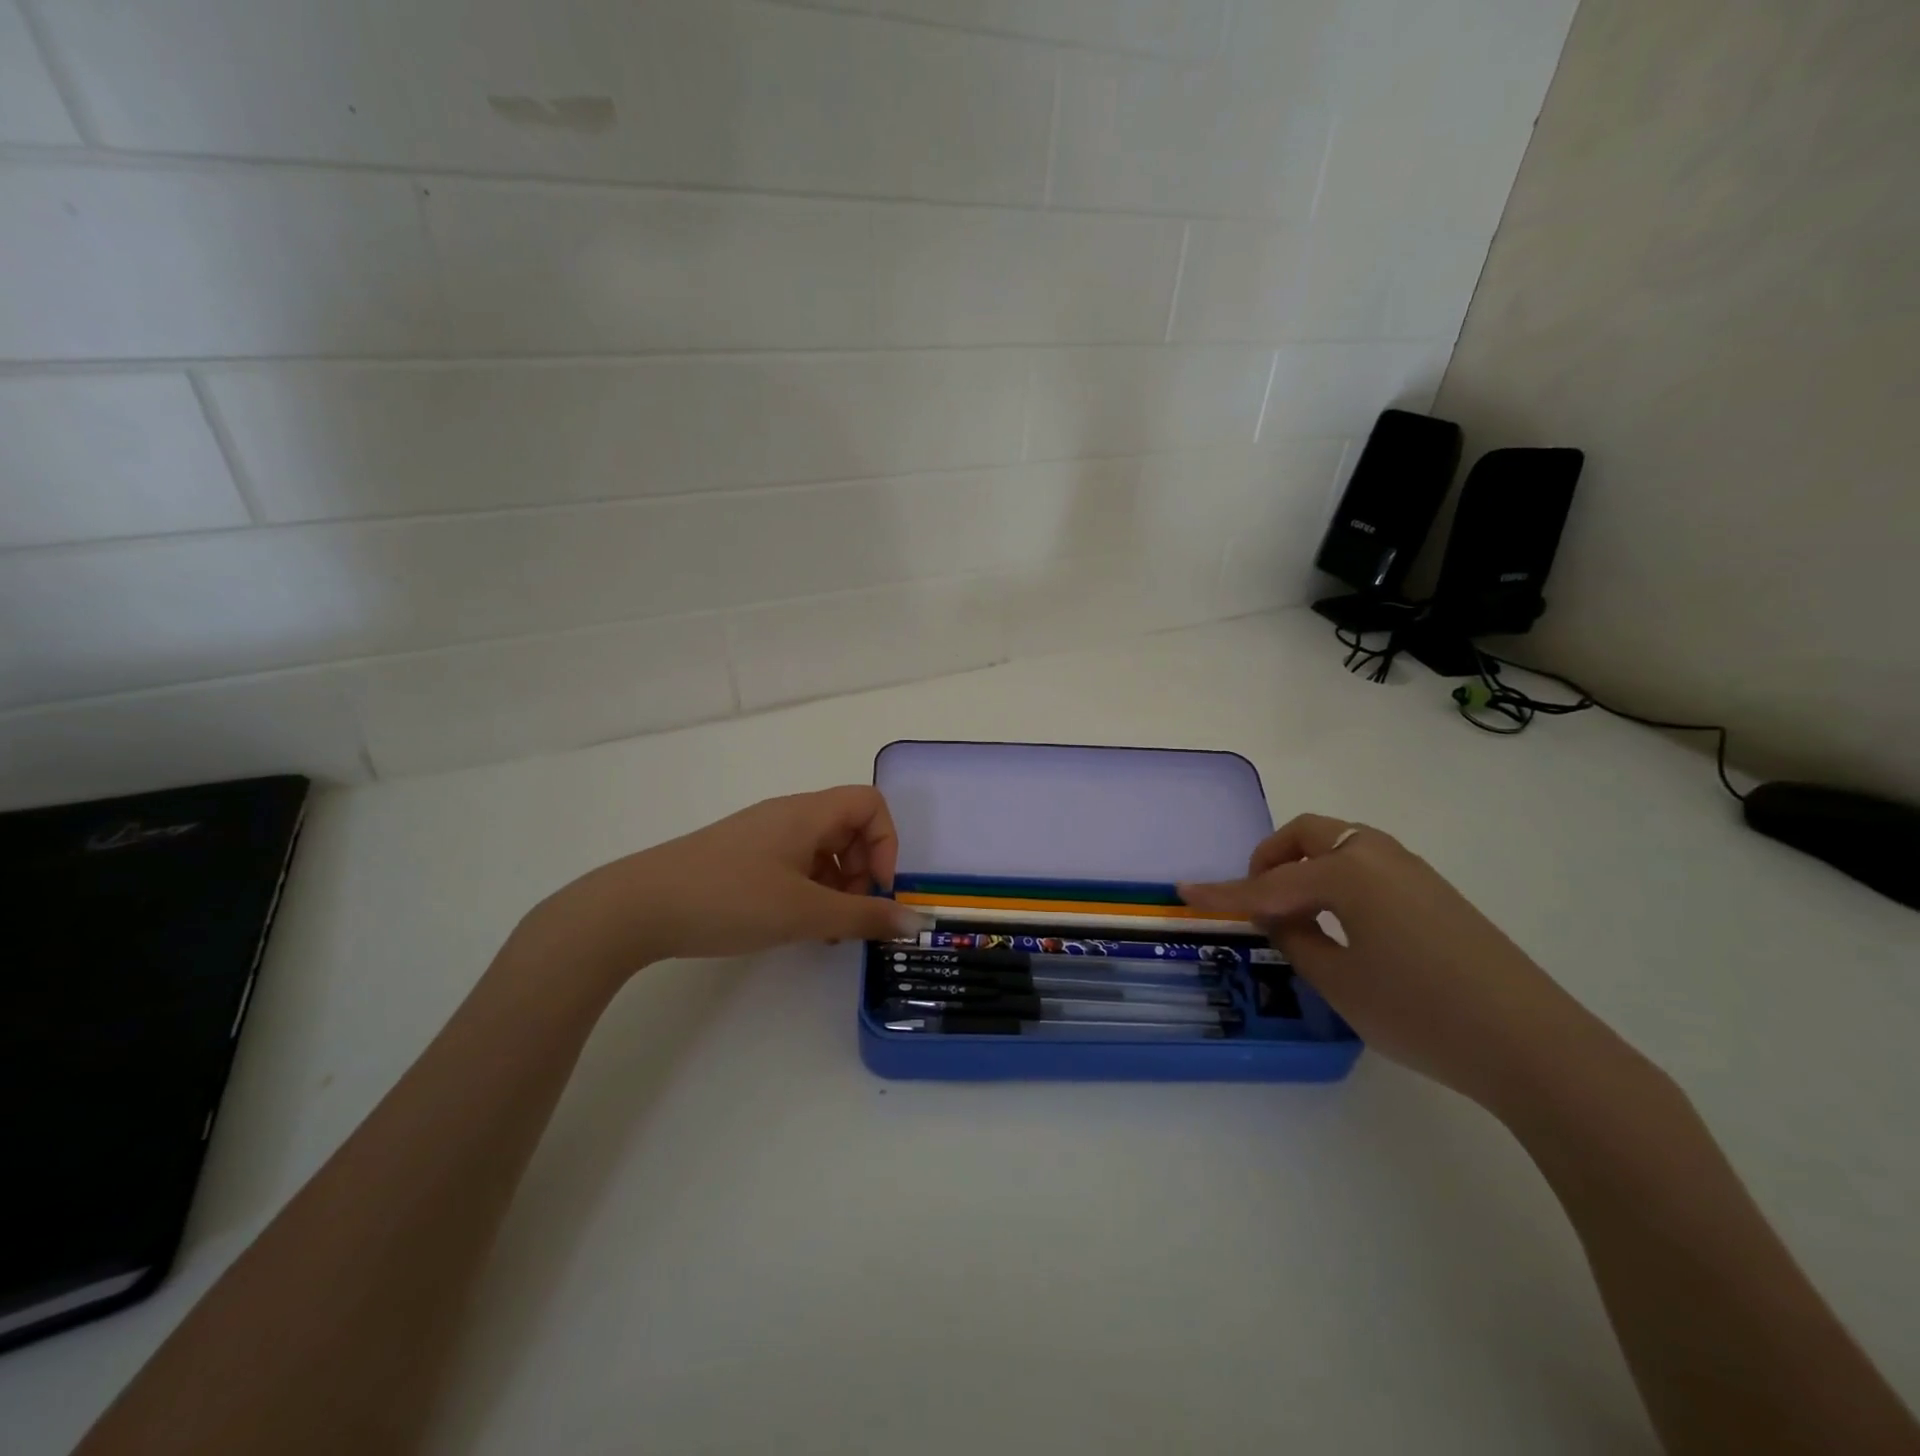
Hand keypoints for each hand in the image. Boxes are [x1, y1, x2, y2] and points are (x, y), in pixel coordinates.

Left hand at [514, 787, 928, 982]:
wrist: (637, 907)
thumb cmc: (730, 899)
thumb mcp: (805, 912)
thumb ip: (865, 916)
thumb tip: (918, 922)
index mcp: (807, 814)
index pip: (870, 804)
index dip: (886, 843)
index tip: (876, 889)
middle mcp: (787, 815)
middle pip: (848, 827)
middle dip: (863, 870)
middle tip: (850, 914)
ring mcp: (761, 836)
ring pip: (820, 849)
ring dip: (836, 885)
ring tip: (823, 930)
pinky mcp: (740, 858)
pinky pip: (792, 864)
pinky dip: (808, 890)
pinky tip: (793, 926)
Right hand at [1180, 814, 1618, 1110]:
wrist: (1536, 1047)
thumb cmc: (1421, 1012)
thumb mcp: (1339, 982)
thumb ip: (1296, 941)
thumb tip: (1280, 918)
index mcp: (1346, 873)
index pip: (1266, 885)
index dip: (1222, 893)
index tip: (1183, 891)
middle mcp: (1377, 855)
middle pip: (1308, 835)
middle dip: (1271, 859)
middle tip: (1255, 899)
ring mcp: (1413, 870)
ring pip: (1340, 846)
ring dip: (1306, 866)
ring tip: (1295, 914)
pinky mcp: (1436, 892)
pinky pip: (1368, 865)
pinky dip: (1337, 879)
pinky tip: (1341, 922)